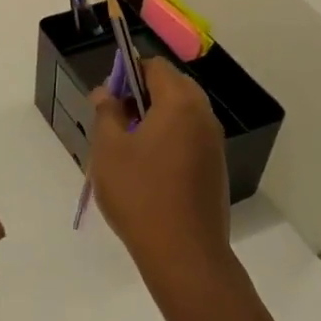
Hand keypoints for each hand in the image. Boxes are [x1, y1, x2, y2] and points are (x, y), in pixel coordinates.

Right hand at [89, 58, 235, 307]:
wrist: (184, 254)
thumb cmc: (140, 194)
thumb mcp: (109, 150)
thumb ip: (106, 112)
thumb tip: (105, 92)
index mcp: (180, 102)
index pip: (155, 66)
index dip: (128, 72)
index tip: (108, 97)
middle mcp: (203, 116)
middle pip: (172, 87)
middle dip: (141, 96)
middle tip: (114, 122)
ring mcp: (214, 143)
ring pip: (181, 114)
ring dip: (155, 119)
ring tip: (127, 148)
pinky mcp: (215, 168)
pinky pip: (189, 138)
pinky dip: (169, 140)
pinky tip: (148, 170)